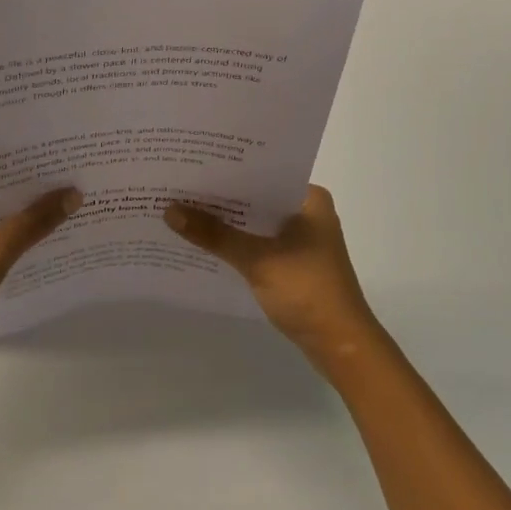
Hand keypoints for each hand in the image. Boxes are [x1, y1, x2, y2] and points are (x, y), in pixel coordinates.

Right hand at [165, 186, 383, 368]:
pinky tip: (204, 243)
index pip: (262, 172)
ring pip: (255, 222)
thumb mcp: (258, 259)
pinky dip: (236, 243)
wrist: (341, 347)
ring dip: (227, 222)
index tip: (192, 163)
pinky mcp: (293, 263)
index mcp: (310, 198)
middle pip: (256, 197)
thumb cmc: (308, 291)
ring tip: (183, 210)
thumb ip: (214, 235)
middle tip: (178, 185)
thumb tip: (169, 210)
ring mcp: (301, 239)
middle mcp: (307, 212)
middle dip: (221, 196)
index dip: (227, 169)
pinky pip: (257, 243)